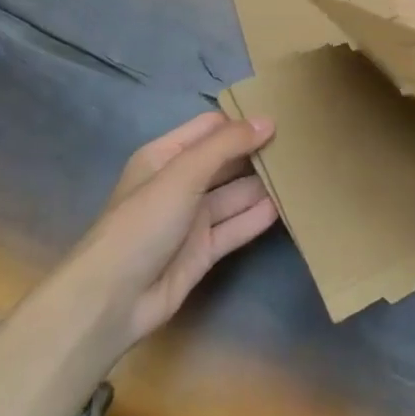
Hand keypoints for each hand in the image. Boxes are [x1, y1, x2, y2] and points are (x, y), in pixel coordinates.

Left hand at [70, 111, 278, 353]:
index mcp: (166, 156)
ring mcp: (192, 219)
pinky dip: (258, 217)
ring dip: (263, 184)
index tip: (282, 114)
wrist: (111, 301)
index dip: (242, 121)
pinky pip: (236, 227)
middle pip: (226, 160)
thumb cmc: (142, 222)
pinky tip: (287, 206)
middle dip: (257, 151)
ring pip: (234, 194)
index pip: (211, 128)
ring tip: (303, 171)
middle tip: (302, 141)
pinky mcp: (203, 251)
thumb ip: (226, 145)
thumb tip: (268, 120)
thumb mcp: (184, 173)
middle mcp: (180, 183)